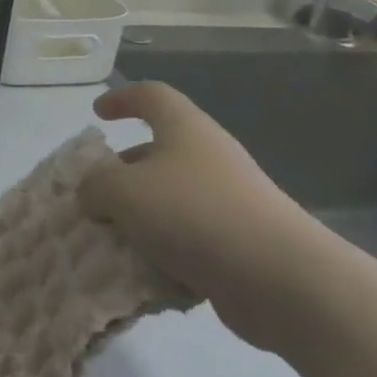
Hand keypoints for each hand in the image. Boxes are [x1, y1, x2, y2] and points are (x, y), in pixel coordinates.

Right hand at [80, 81, 334, 350]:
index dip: (121, 98)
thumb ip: (96, 185)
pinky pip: (193, 237)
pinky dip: (168, 250)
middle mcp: (210, 156)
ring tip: (115, 239)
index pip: (151, 96)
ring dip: (143, 215)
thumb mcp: (123, 192)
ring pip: (174, 197)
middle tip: (98, 193)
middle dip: (125, 170)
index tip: (98, 114)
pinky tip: (150, 273)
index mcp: (184, 129)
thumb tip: (93, 192)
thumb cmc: (194, 215)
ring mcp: (231, 199)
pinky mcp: (244, 242)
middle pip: (160, 150)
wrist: (283, 280)